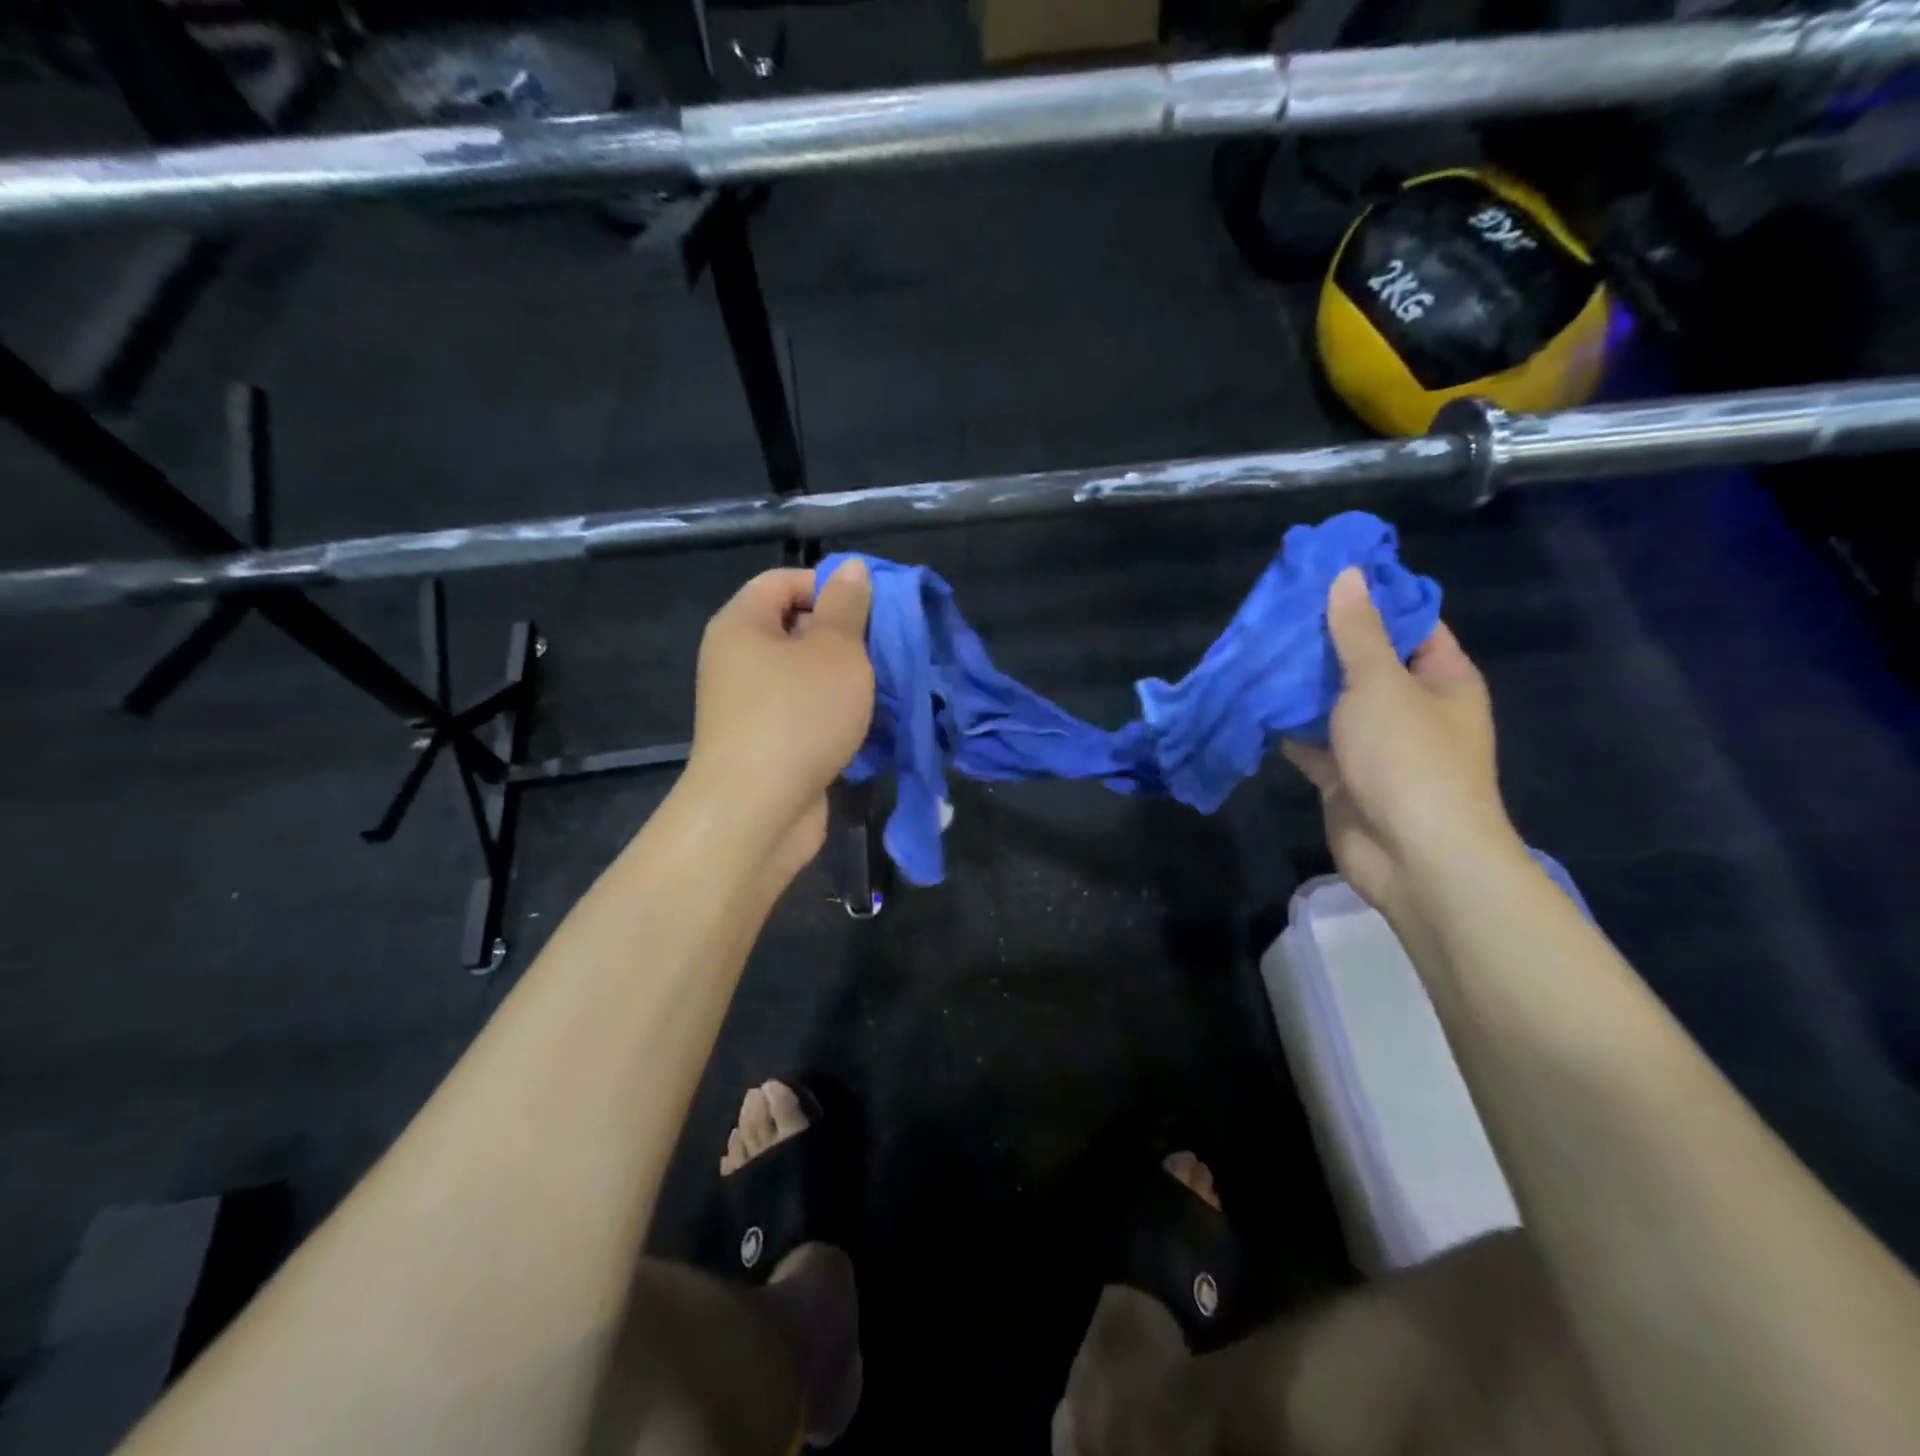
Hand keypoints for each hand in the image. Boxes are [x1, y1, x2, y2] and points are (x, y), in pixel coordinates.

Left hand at [686, 562, 873, 879]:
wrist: (758, 811)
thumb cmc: (799, 715)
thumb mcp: (835, 650)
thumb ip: (846, 606)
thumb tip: (850, 569)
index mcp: (742, 624)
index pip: (783, 580)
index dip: (828, 585)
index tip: (872, 610)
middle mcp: (737, 660)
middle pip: (795, 629)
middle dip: (845, 636)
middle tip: (885, 651)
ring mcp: (749, 707)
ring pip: (805, 677)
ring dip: (846, 681)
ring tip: (886, 688)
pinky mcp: (766, 745)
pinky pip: (805, 715)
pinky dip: (834, 716)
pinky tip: (868, 726)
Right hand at [1283, 566, 1518, 922]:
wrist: (1412, 855)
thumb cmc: (1409, 757)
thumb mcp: (1380, 683)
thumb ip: (1358, 633)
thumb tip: (1348, 576)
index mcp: (1441, 678)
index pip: (1410, 623)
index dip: (1373, 599)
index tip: (1325, 576)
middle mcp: (1413, 708)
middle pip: (1366, 662)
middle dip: (1324, 642)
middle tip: (1275, 612)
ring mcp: (1377, 745)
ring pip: (1334, 704)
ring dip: (1300, 685)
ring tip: (1256, 650)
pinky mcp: (1344, 777)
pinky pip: (1312, 742)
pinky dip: (1287, 727)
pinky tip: (1252, 702)